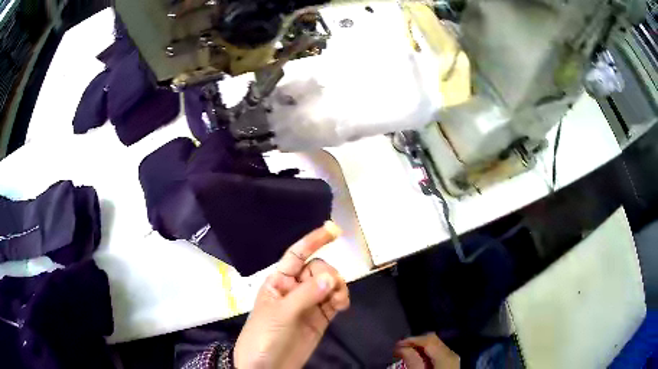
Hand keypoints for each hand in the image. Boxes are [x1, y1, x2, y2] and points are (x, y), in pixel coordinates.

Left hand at [234, 221, 349, 368]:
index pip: (297, 255)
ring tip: (338, 299)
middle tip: (332, 287)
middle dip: (328, 274)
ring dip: (338, 287)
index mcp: (279, 281)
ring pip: (328, 284)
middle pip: (317, 270)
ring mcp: (308, 304)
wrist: (267, 367)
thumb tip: (331, 277)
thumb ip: (306, 295)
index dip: (313, 241)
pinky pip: (334, 301)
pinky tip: (342, 304)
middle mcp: (294, 289)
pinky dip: (341, 299)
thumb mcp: (280, 314)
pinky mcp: (320, 318)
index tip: (334, 230)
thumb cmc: (263, 336)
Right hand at [394, 333, 459, 368]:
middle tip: (399, 349)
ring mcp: (452, 359)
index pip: (429, 339)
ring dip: (420, 348)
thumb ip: (413, 362)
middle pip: (433, 341)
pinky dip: (426, 354)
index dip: (412, 340)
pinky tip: (417, 360)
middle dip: (415, 343)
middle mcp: (452, 354)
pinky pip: (438, 353)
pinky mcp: (450, 364)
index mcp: (446, 356)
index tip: (396, 345)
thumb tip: (402, 347)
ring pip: (435, 346)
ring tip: (405, 354)